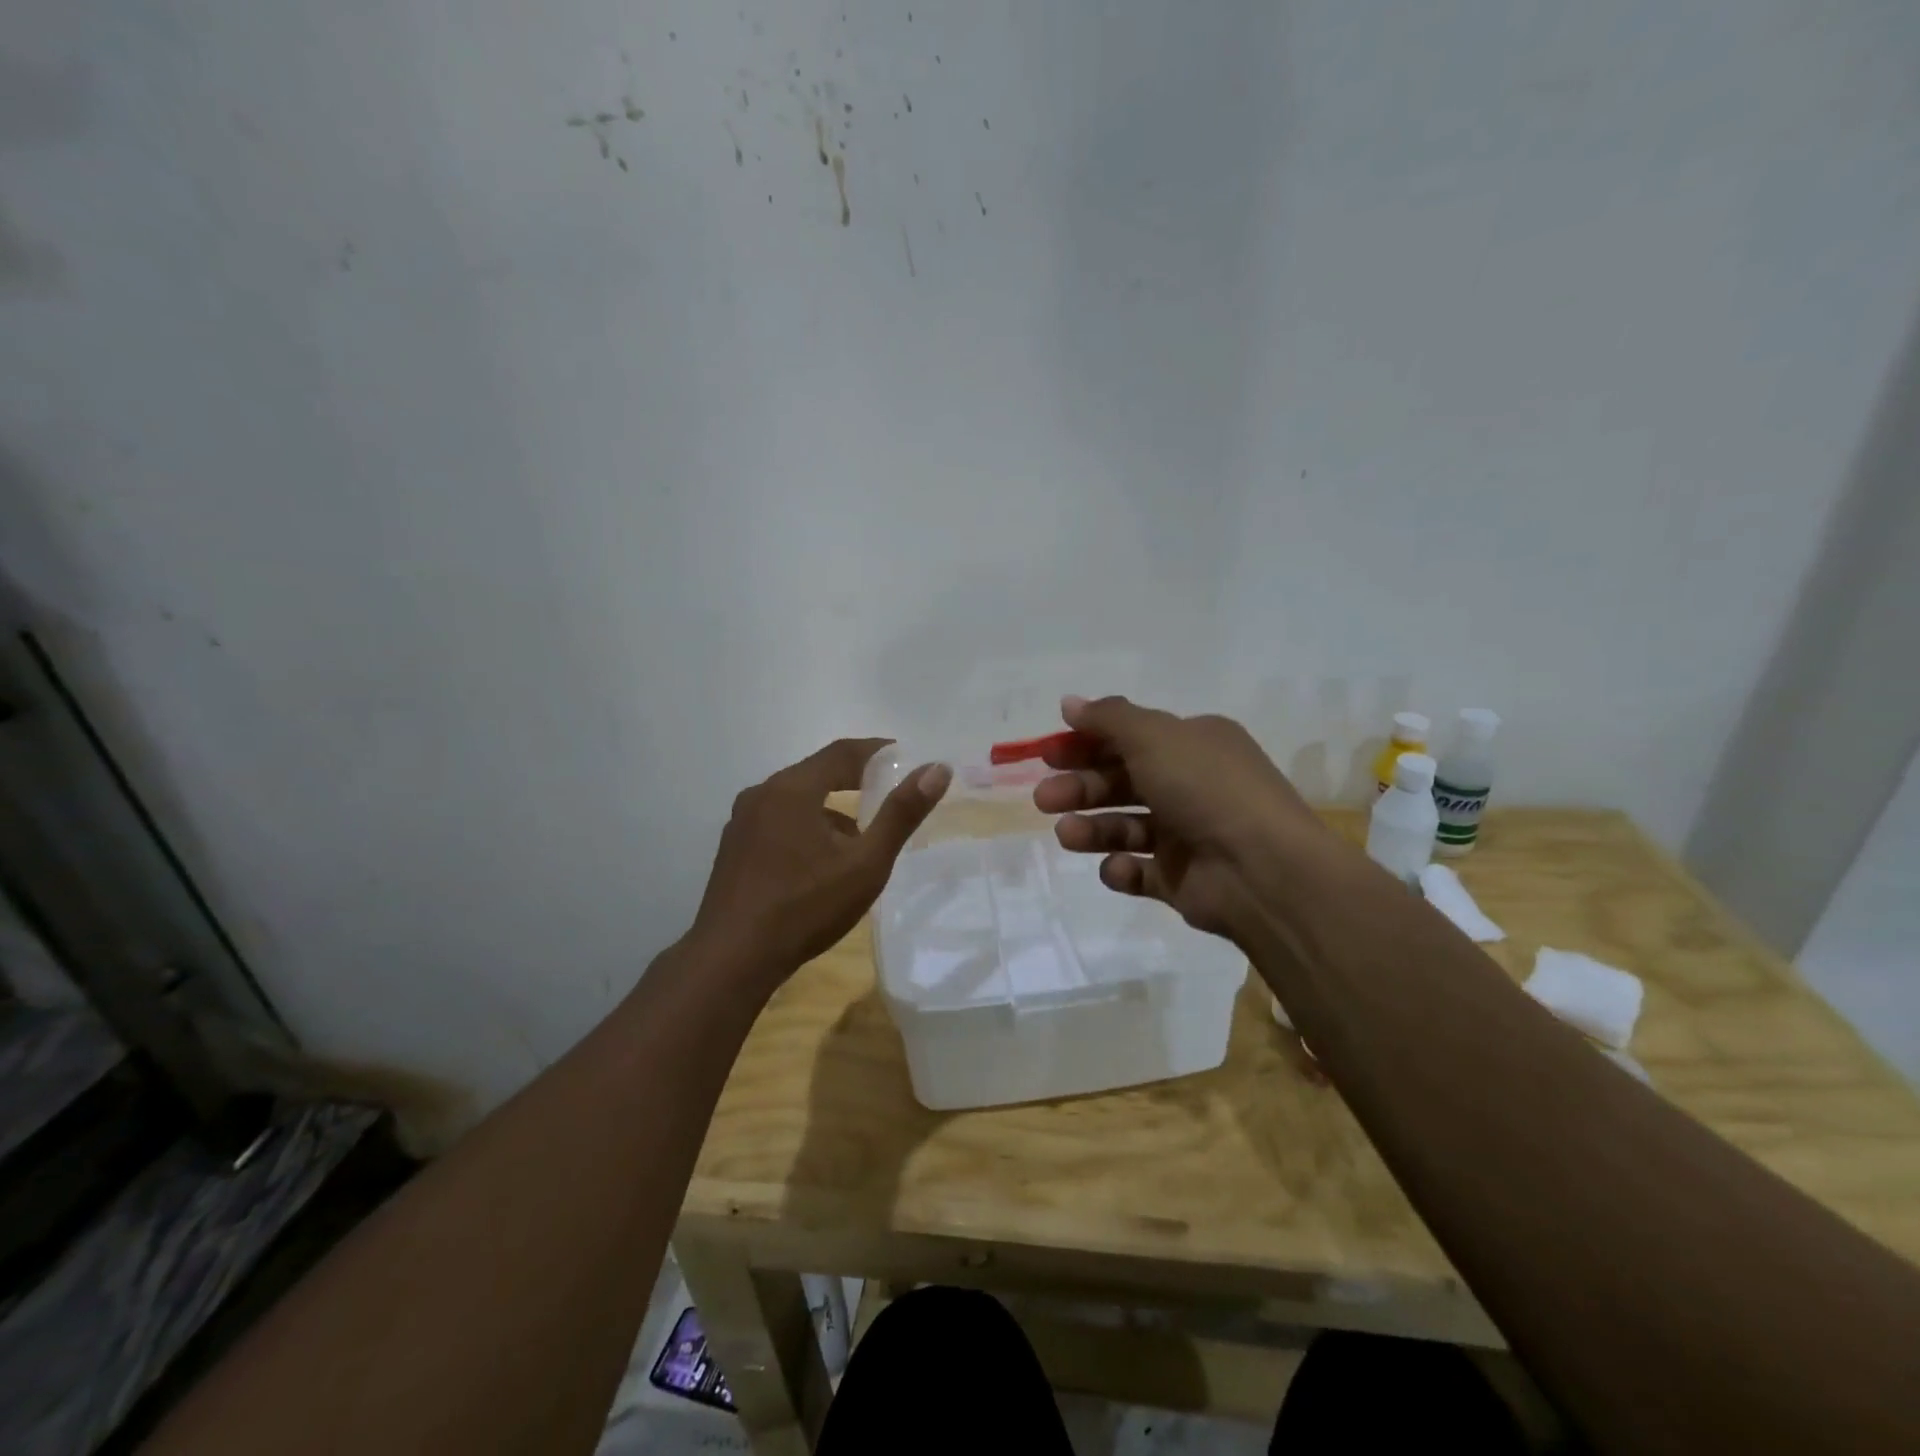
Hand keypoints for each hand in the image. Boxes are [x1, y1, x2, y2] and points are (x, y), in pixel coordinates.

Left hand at [691, 739, 950, 982]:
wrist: (732, 959)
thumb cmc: (805, 907)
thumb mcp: (865, 862)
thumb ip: (901, 814)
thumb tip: (937, 769)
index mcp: (792, 788)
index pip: (842, 752)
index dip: (877, 751)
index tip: (905, 755)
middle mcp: (761, 794)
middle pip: (816, 772)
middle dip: (855, 779)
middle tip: (889, 790)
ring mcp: (741, 822)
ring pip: (796, 800)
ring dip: (830, 807)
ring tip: (860, 833)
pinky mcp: (734, 848)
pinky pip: (778, 821)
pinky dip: (806, 825)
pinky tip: (821, 860)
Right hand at [1033, 696, 1335, 944]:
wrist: (1262, 871)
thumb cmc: (1206, 789)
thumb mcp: (1154, 738)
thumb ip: (1108, 719)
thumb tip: (1069, 702)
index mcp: (1194, 745)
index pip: (1132, 738)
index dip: (1087, 743)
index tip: (1049, 753)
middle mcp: (1192, 785)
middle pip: (1123, 783)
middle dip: (1081, 788)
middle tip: (1044, 798)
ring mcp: (1188, 835)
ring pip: (1126, 827)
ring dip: (1092, 829)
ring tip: (1067, 835)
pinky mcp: (1182, 881)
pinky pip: (1141, 872)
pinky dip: (1123, 869)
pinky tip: (1117, 868)